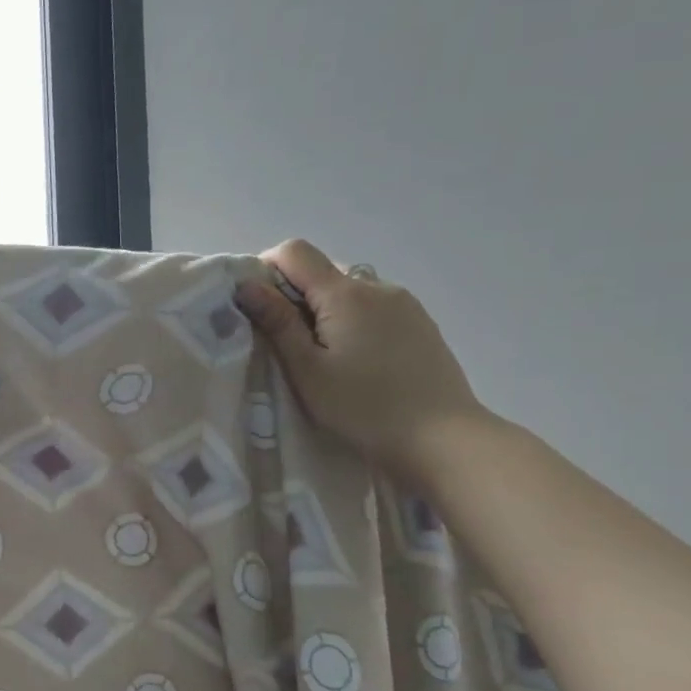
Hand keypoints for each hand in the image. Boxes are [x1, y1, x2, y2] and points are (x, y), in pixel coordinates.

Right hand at [236, 238, 485, 480]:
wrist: (444, 439)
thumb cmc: (363, 407)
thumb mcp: (308, 370)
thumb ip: (277, 323)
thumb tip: (246, 286)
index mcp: (345, 293)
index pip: (295, 252)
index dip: (266, 269)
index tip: (255, 306)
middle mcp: (377, 286)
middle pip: (322, 269)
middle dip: (293, 294)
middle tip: (283, 340)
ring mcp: (404, 303)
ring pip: (349, 289)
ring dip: (324, 309)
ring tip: (321, 355)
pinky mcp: (420, 324)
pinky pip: (373, 306)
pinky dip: (351, 320)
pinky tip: (355, 360)